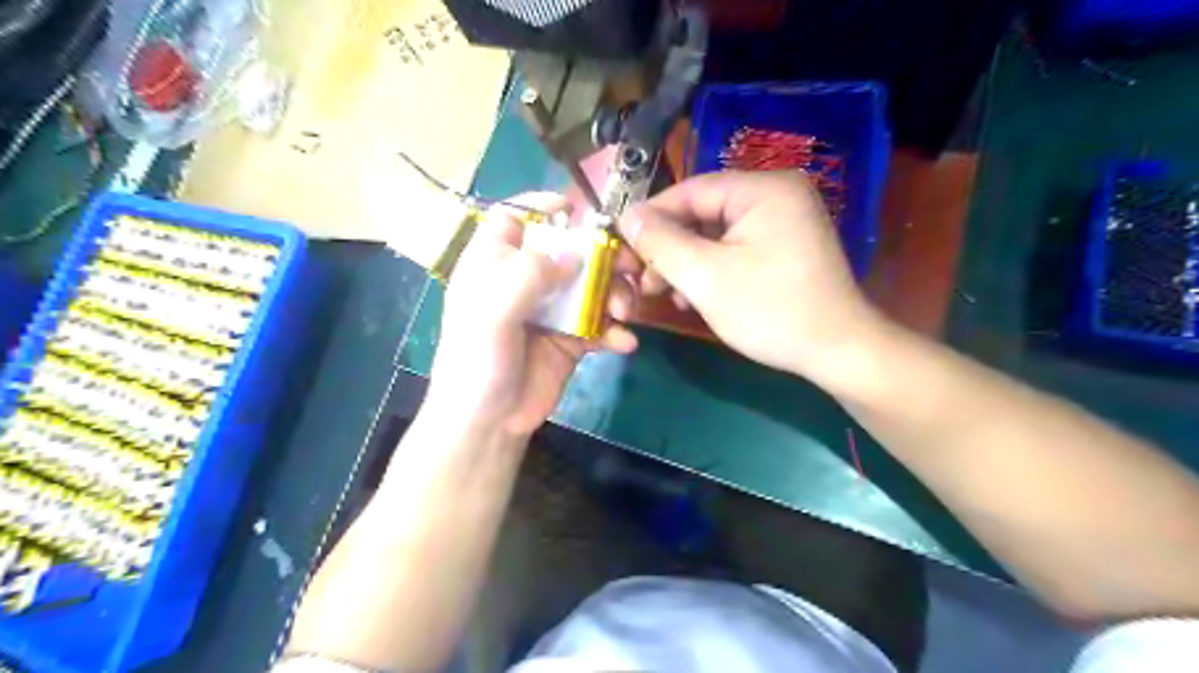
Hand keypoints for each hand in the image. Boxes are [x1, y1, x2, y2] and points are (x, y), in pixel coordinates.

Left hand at [428, 192, 636, 438]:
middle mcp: (526, 281)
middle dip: (603, 255)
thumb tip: (574, 253)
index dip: (542, 208)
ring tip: (625, 313)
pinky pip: (601, 325)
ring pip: (593, 285)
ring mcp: (553, 310)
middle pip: (569, 249)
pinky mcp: (573, 339)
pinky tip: (623, 344)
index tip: (578, 210)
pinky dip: (616, 332)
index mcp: (495, 264)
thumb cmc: (478, 361)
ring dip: (617, 294)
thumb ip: (530, 273)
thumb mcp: (492, 310)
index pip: (515, 218)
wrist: (490, 423)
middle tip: (630, 265)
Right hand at [623, 171, 882, 385]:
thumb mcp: (705, 276)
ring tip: (665, 293)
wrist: (837, 351)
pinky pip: (736, 248)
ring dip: (687, 263)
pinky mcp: (787, 246)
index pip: (690, 190)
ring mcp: (785, 220)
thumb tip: (627, 216)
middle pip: (703, 213)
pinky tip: (695, 297)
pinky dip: (711, 269)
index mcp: (762, 188)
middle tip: (643, 280)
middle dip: (670, 248)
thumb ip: (660, 242)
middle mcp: (776, 194)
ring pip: (717, 234)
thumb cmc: (770, 310)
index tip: (621, 244)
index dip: (651, 217)